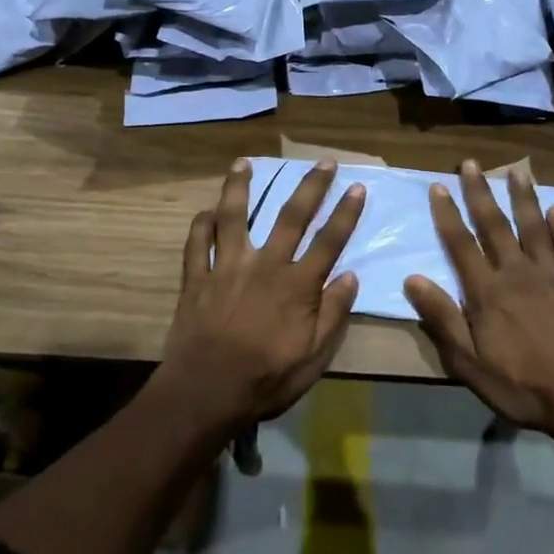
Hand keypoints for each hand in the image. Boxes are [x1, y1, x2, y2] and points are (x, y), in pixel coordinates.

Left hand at [161, 158, 365, 426]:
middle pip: (291, 217)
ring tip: (243, 163)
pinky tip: (205, 211)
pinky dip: (200, 224)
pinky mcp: (197, 278)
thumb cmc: (267, 378)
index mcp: (297, 284)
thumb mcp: (313, 357)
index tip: (357, 187)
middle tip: (323, 161)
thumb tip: (350, 276)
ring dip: (239, 187)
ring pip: (233, 217)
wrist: (207, 392)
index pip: (329, 241)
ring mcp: (227, 267)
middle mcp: (265, 264)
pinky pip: (196, 244)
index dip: (345, 213)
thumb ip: (333, 313)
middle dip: (310, 186)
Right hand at [403, 160, 553, 438]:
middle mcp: (518, 274)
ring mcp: (553, 276)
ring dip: (523, 198)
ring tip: (517, 171)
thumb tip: (412, 279)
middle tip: (470, 163)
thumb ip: (442, 320)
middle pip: (495, 226)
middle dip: (480, 192)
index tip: (438, 186)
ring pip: (534, 228)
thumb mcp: (470, 364)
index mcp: (488, 293)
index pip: (461, 245)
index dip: (447, 214)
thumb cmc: (523, 387)